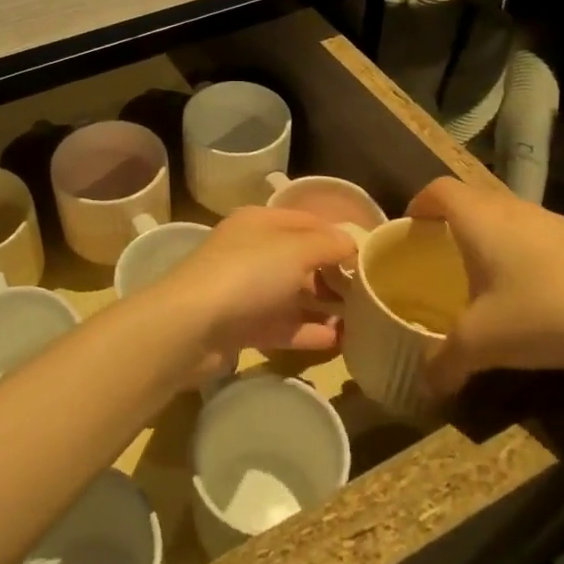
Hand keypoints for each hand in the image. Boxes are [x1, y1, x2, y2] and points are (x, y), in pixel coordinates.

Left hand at [150, 207, 352, 381]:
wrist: (191, 326)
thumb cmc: (247, 273)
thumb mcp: (296, 249)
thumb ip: (328, 244)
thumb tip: (352, 242)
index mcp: (260, 222)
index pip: (307, 221)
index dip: (338, 235)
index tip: (372, 254)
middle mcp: (252, 251)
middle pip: (301, 259)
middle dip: (334, 274)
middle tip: (370, 292)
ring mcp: (246, 290)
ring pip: (293, 295)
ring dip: (324, 306)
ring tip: (363, 320)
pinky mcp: (242, 327)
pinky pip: (283, 326)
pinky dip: (309, 332)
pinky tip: (340, 341)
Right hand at [406, 178, 563, 396]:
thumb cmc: (544, 310)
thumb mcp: (483, 343)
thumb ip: (445, 361)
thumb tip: (425, 383)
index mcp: (479, 218)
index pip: (438, 189)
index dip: (419, 204)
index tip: (411, 231)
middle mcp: (512, 209)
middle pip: (471, 201)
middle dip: (451, 226)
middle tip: (440, 260)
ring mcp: (553, 222)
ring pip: (507, 220)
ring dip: (490, 241)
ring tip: (485, 282)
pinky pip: (538, 238)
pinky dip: (524, 256)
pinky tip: (532, 298)